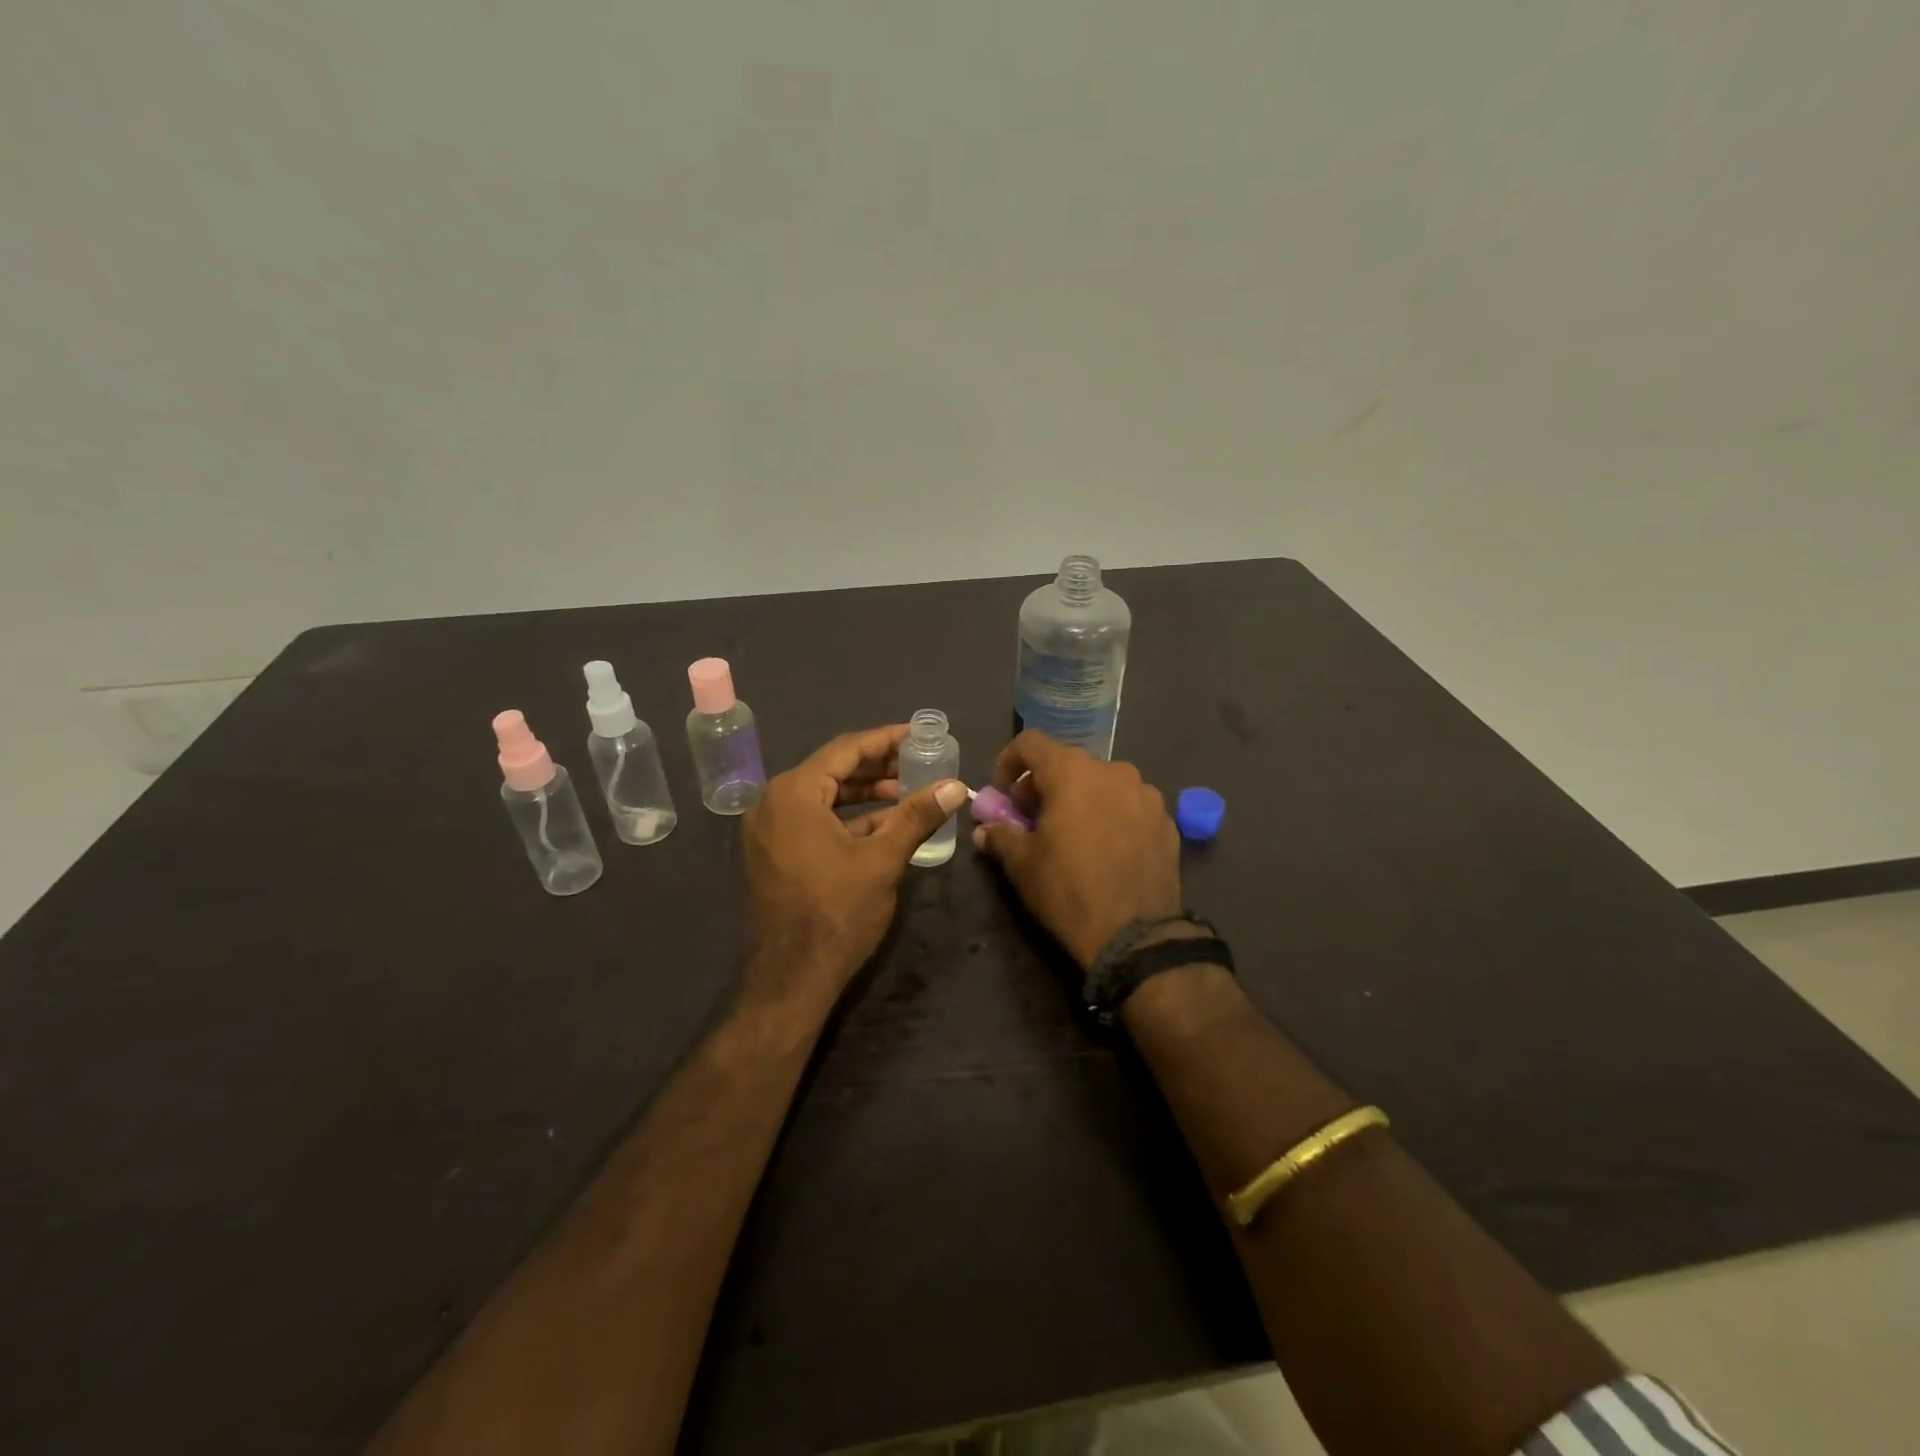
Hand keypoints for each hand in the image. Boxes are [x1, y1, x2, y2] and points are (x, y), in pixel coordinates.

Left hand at [742, 725, 966, 1019]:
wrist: (790, 978)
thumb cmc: (836, 912)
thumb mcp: (882, 860)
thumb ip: (917, 816)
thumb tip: (956, 785)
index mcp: (794, 793)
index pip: (845, 750)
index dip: (885, 740)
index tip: (918, 735)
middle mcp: (773, 802)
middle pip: (831, 769)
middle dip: (876, 766)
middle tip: (917, 762)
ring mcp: (767, 829)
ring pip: (822, 795)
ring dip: (863, 792)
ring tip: (905, 791)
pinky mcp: (771, 852)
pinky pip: (811, 819)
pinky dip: (845, 817)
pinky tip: (881, 823)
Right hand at [972, 731, 1183, 968]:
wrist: (1136, 935)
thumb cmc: (1068, 890)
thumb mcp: (1022, 864)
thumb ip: (1000, 836)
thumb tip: (985, 829)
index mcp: (1073, 772)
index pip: (1031, 743)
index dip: (1010, 761)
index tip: (1003, 790)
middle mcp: (1113, 771)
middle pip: (1069, 763)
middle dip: (1045, 785)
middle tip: (1032, 818)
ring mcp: (1146, 794)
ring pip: (1102, 783)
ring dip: (1081, 798)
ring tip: (1073, 834)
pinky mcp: (1167, 821)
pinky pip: (1130, 805)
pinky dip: (1112, 815)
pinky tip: (1107, 848)